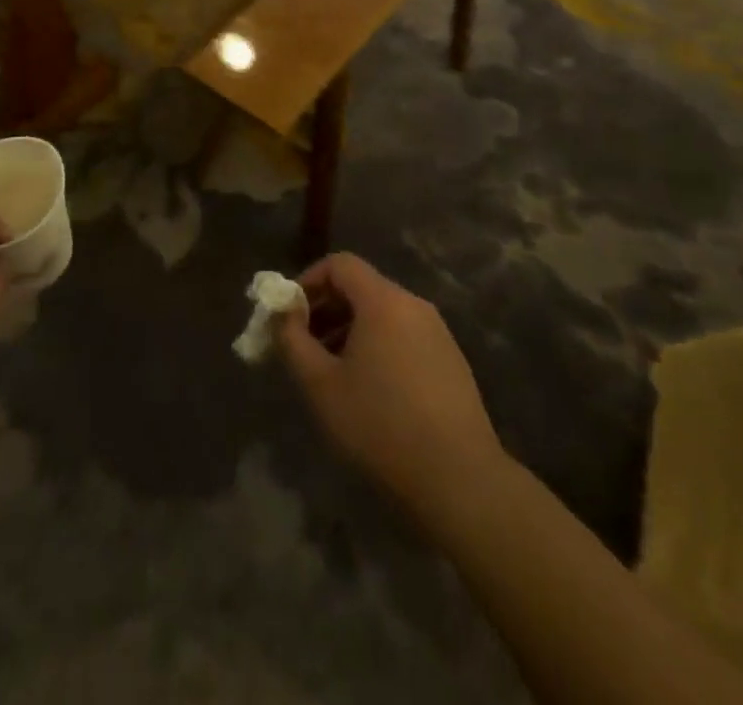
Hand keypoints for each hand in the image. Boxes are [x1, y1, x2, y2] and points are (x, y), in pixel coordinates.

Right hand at [280, 254, 503, 515]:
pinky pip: (404, 336)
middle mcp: (414, 305)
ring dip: (350, 330)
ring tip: (332, 372)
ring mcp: (438, 332)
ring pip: (383, 314)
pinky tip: (370, 390)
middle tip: (304, 346)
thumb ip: (292, 340)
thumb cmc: (381, 425)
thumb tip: (282, 313)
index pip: (340, 264)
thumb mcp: (321, 385)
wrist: (460, 479)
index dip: (308, 281)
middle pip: (362, 288)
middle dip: (326, 309)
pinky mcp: (451, 361)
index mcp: (384, 301)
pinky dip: (378, 346)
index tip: (290, 314)